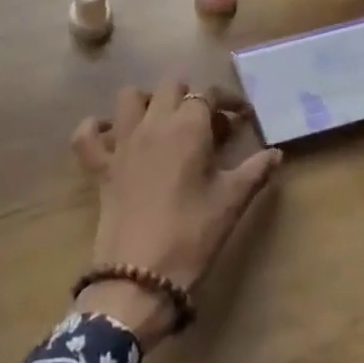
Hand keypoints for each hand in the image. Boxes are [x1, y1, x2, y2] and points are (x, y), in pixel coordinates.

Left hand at [69, 80, 280, 347]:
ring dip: (148, 102)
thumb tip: (276, 153)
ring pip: (129, 98)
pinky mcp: (99, 166)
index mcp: (188, 127)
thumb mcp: (231, 202)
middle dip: (191, 97)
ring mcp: (121, 143)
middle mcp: (153, 124)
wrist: (141, 274)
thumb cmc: (193, 235)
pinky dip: (97, 128)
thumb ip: (255, 171)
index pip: (208, 94)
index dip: (227, 101)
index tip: (242, 117)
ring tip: (165, 124)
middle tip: (208, 127)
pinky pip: (87, 134)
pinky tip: (112, 137)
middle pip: (170, 88)